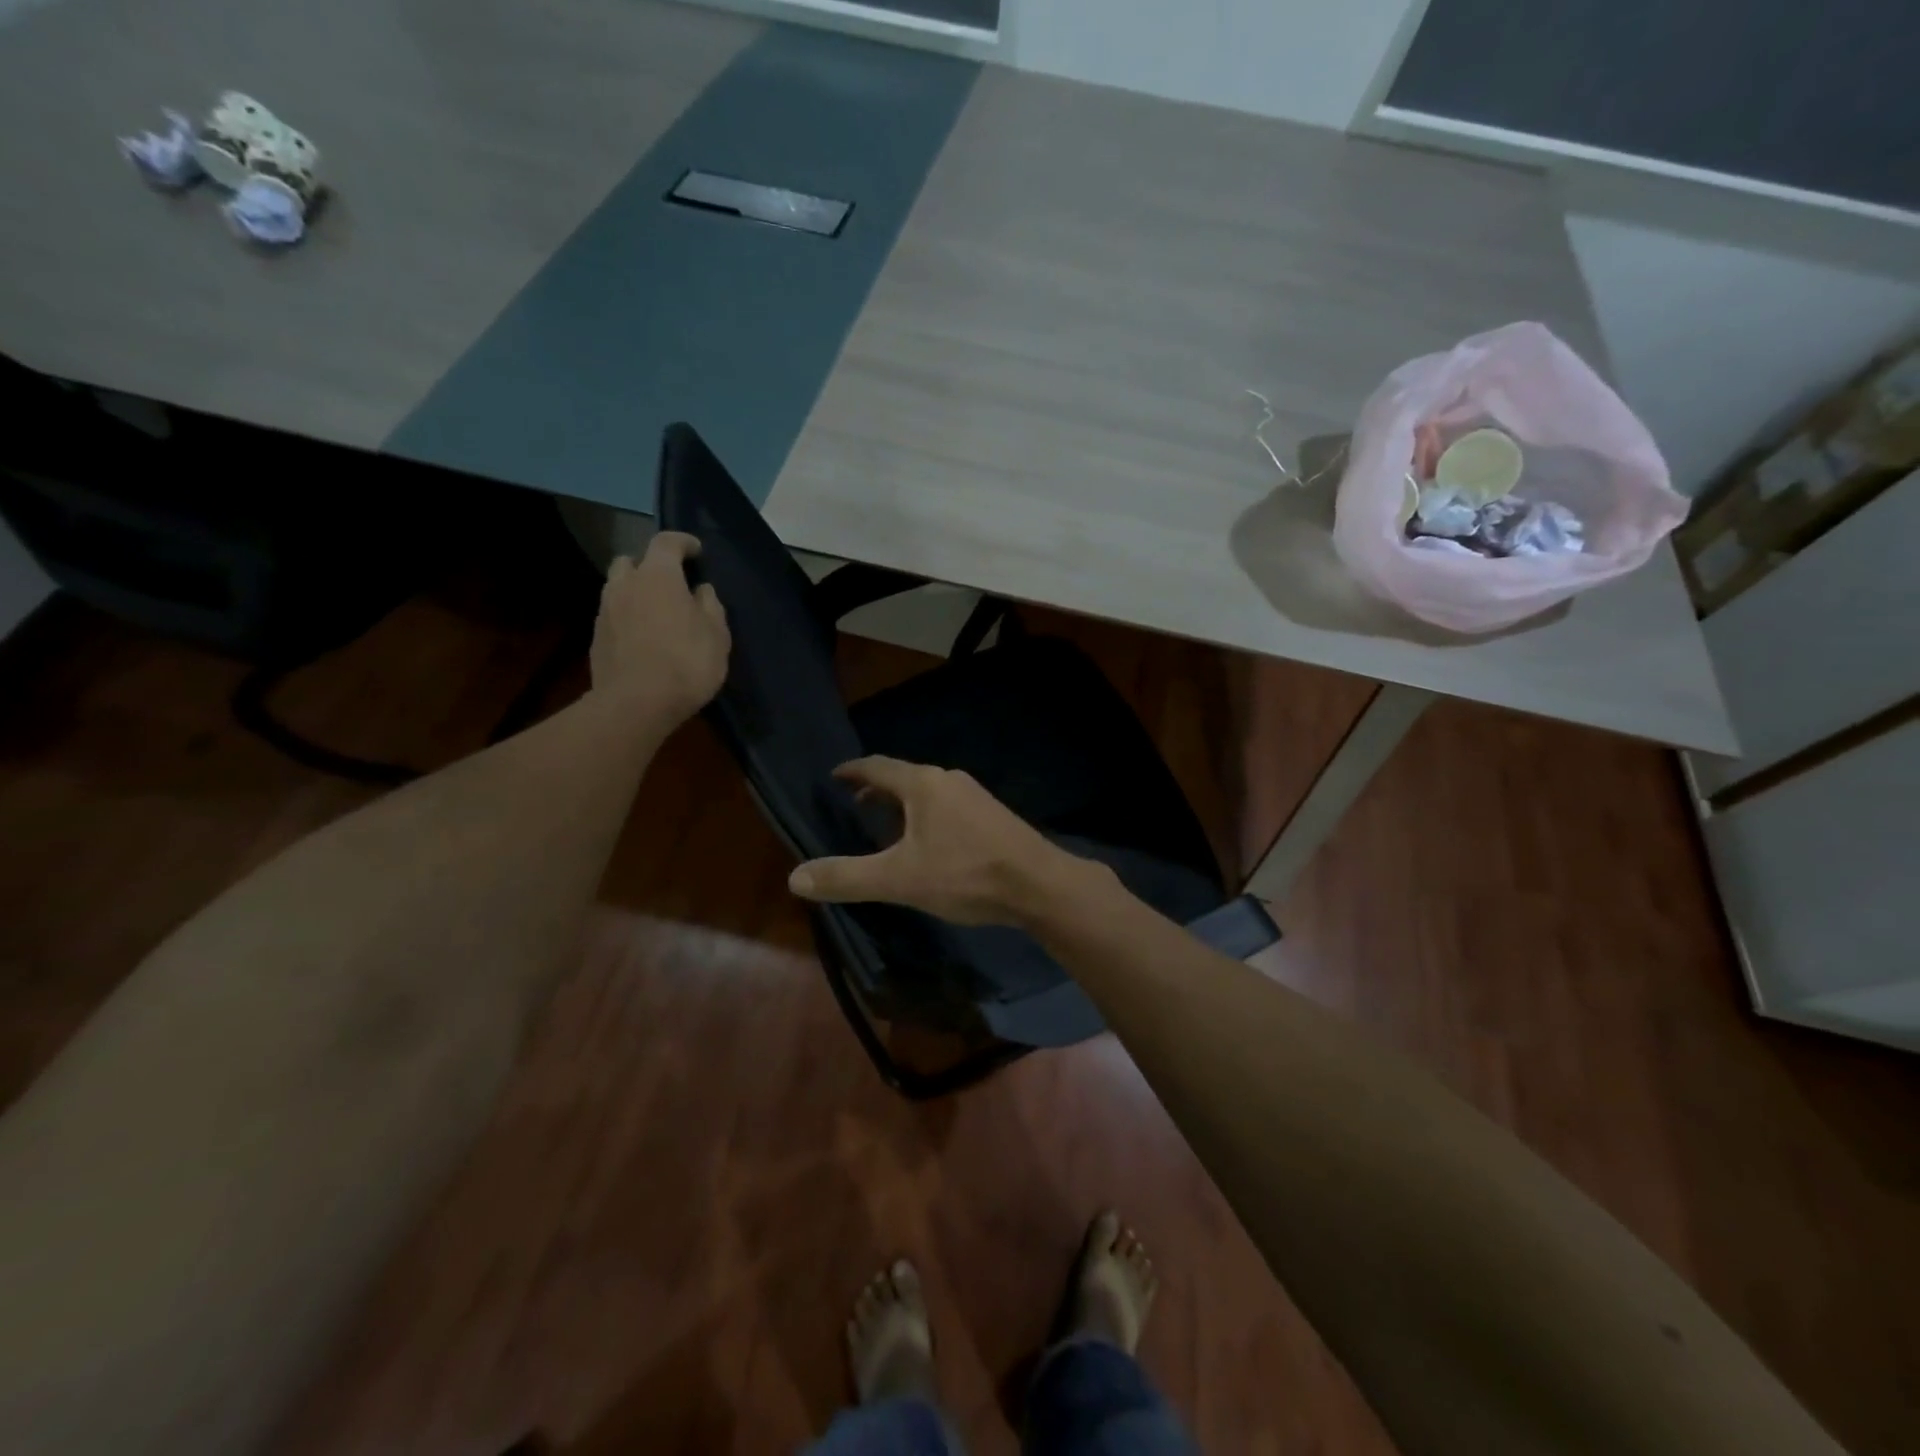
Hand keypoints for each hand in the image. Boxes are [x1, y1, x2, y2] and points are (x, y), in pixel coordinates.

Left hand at [589, 533, 730, 723]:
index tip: (696, 551)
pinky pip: (614, 616)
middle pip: (632, 561)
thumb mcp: (717, 635)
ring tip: (656, 614)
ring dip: (636, 593)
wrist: (636, 704)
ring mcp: (605, 611)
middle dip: (650, 566)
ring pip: (618, 589)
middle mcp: (625, 585)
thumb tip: (701, 591)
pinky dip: (628, 618)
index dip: (683, 542)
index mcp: (658, 576)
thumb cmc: (686, 663)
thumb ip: (710, 606)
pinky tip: (643, 639)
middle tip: (670, 584)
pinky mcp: (596, 638)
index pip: (666, 542)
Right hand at [787, 757, 1101, 926]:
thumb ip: (848, 877)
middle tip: (855, 803)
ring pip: (928, 792)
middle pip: (904, 777)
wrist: (1039, 884)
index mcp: (923, 784)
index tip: (834, 776)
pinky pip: (948, 806)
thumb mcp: (899, 879)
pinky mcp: (993, 816)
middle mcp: (949, 780)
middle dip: (877, 789)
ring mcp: (975, 796)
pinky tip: (930, 842)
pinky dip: (927, 815)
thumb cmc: (965, 874)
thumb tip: (795, 877)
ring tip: (887, 824)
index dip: (852, 770)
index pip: (877, 766)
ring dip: (903, 803)